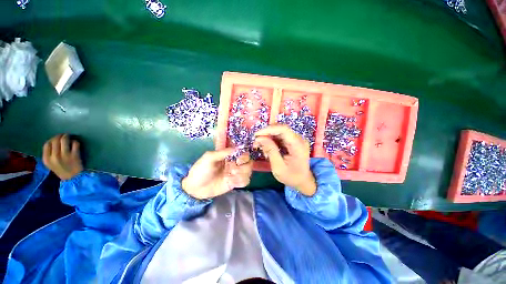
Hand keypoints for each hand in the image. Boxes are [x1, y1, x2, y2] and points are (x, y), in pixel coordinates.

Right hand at [43, 134, 82, 179]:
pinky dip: (75, 141)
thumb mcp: (51, 164)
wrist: (73, 178)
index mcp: (47, 159)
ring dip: (67, 136)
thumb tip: (53, 141)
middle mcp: (54, 156)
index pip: (46, 144)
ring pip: (64, 139)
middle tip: (64, 136)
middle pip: (55, 140)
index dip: (52, 139)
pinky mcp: (75, 155)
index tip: (56, 139)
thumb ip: (49, 154)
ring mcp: (65, 155)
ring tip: (69, 137)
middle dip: (60, 136)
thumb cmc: (62, 170)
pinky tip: (75, 143)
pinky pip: (75, 143)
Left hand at [182, 149, 252, 199]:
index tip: (238, 160)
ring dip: (242, 174)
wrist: (195, 188)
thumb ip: (223, 152)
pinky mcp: (235, 182)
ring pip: (249, 171)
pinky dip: (241, 181)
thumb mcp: (209, 157)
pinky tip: (232, 183)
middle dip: (243, 166)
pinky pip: (246, 181)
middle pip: (249, 162)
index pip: (243, 152)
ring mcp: (236, 173)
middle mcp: (234, 163)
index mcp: (229, 155)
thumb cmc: (201, 170)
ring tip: (230, 177)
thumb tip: (237, 148)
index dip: (244, 155)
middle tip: (233, 170)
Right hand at [254, 125, 316, 195]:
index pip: (283, 129)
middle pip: (280, 129)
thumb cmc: (291, 177)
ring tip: (262, 148)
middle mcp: (299, 139)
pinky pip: (280, 137)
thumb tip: (260, 138)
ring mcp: (296, 140)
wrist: (303, 181)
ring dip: (268, 138)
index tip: (256, 135)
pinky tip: (268, 149)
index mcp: (298, 145)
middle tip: (256, 143)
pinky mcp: (293, 142)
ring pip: (279, 132)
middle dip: (266, 134)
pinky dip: (272, 141)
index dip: (269, 129)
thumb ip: (270, 151)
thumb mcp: (278, 167)